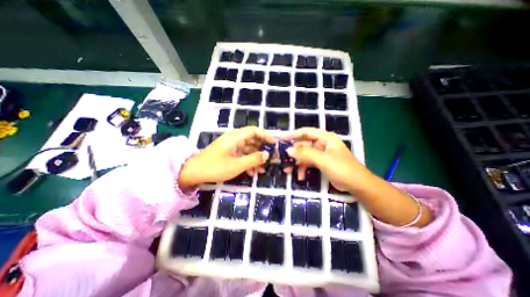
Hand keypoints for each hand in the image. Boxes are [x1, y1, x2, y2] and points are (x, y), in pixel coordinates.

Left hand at [179, 126, 277, 187]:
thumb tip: (267, 155)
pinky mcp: (229, 153)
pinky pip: (242, 155)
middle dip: (263, 149)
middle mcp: (234, 139)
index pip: (254, 130)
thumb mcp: (236, 165)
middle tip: (271, 158)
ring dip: (256, 157)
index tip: (274, 144)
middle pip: (252, 139)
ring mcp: (231, 146)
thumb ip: (253, 159)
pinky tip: (253, 172)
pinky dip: (248, 161)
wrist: (193, 173)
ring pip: (248, 149)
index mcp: (235, 137)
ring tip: (263, 168)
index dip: (265, 135)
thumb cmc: (215, 167)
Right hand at [282, 126, 368, 192]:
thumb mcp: (323, 160)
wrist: (357, 185)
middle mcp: (322, 144)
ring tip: (287, 170)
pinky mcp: (321, 162)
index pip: (306, 132)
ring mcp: (321, 154)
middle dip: (293, 153)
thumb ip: (305, 154)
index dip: (293, 134)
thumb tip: (288, 150)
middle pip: (303, 145)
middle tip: (282, 159)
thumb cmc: (342, 169)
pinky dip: (303, 168)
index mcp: (325, 138)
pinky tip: (299, 176)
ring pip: (304, 155)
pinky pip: (308, 163)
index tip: (281, 139)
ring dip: (296, 162)